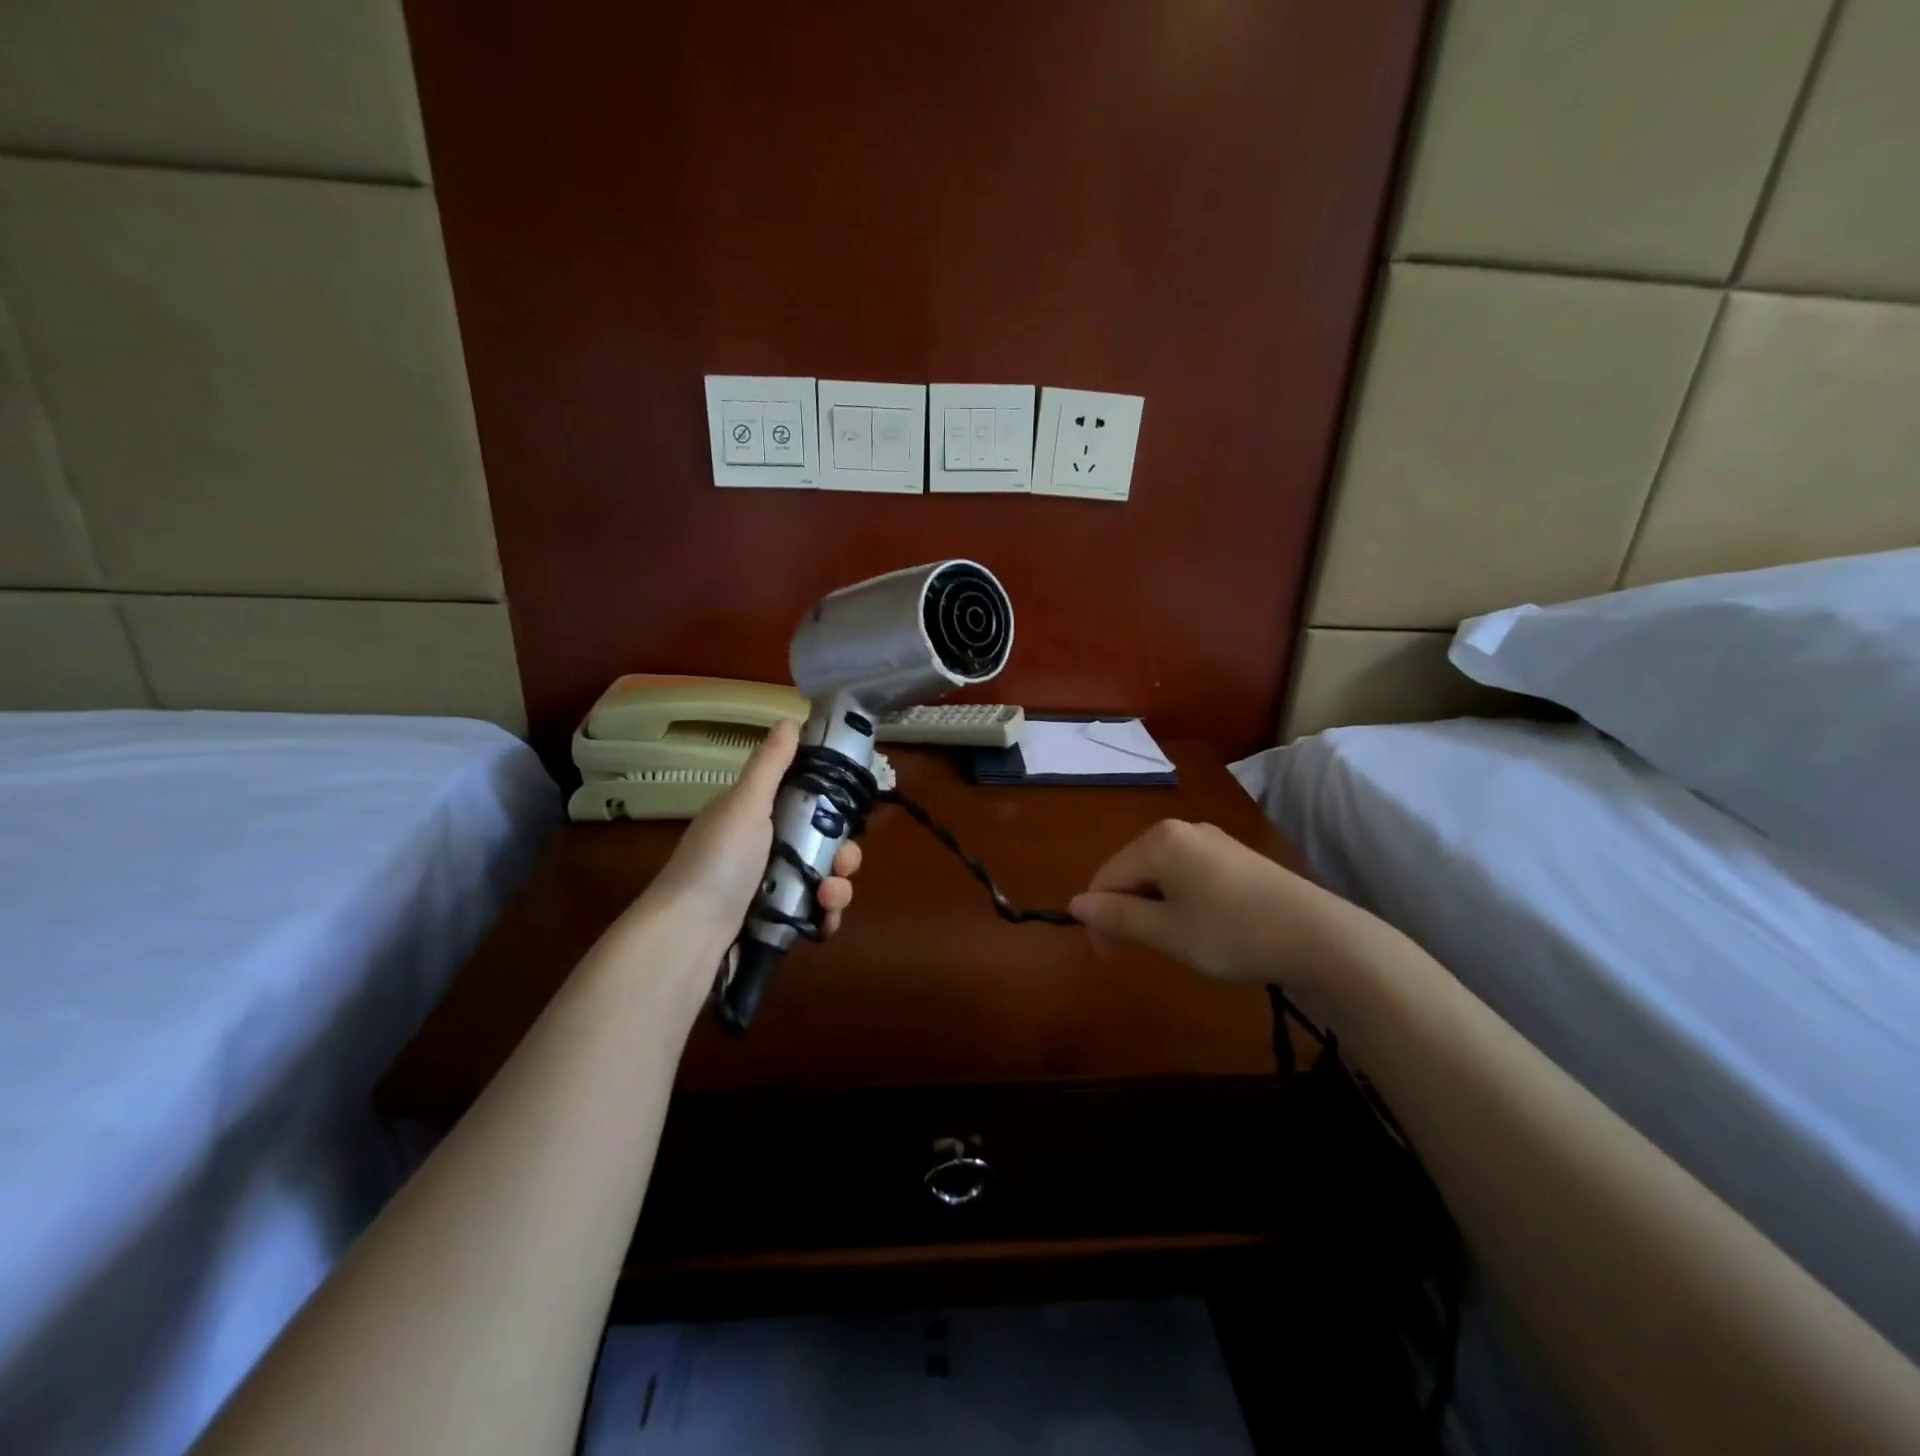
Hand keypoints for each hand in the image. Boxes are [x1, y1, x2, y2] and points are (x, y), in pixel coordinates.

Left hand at [640, 718, 860, 950]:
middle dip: (843, 853)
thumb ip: (770, 766)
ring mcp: (770, 888)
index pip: (805, 802)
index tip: (851, 811)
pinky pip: (813, 914)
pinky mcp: (775, 923)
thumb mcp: (745, 805)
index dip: (832, 806)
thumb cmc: (718, 862)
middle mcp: (764, 849)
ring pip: (822, 879)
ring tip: (829, 897)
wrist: (688, 937)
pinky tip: (825, 920)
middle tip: (844, 862)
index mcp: (755, 816)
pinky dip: (825, 916)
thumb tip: (790, 719)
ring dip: (837, 887)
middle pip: (821, 844)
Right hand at [1068, 819, 1350, 990]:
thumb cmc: (1232, 932)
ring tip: (1172, 941)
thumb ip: (1117, 917)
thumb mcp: (1167, 932)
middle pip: (1132, 869)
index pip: (1106, 875)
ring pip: (1160, 873)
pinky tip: (1201, 925)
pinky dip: (1179, 899)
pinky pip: (1187, 873)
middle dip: (1126, 909)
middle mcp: (1181, 829)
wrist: (1319, 937)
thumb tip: (1075, 905)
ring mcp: (1212, 840)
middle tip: (1140, 952)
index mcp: (1158, 841)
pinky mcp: (1235, 855)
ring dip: (1152, 906)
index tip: (1109, 957)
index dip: (1098, 917)